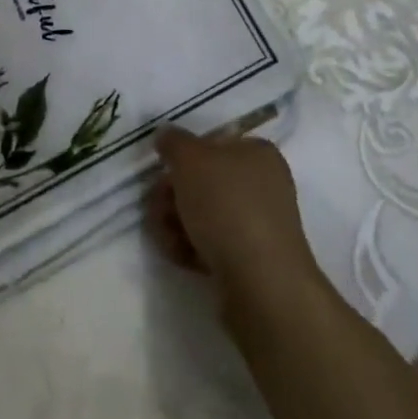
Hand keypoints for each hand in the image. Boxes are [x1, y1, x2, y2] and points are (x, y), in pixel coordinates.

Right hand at [146, 127, 322, 312]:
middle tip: (155, 207)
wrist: (261, 283)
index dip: (183, 156)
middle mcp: (262, 185)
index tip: (162, 171)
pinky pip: (212, 245)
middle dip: (173, 194)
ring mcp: (258, 225)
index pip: (213, 144)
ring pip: (205, 215)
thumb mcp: (191, 159)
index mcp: (257, 153)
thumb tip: (165, 135)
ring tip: (164, 236)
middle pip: (204, 181)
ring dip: (176, 222)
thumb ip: (174, 142)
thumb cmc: (227, 205)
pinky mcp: (250, 261)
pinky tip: (178, 255)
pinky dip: (191, 247)